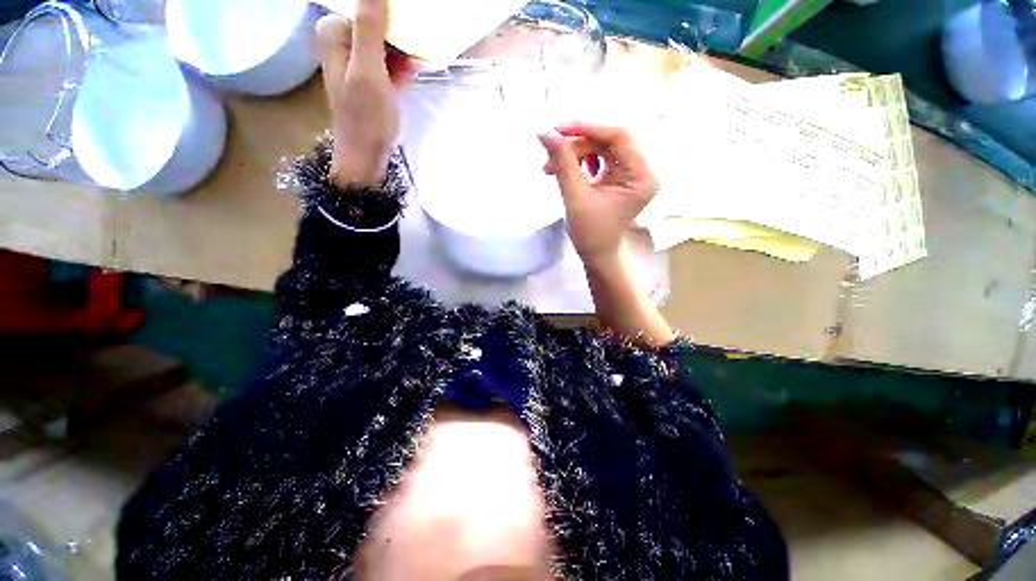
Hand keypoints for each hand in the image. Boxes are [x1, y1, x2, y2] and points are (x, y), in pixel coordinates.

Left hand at [316, 0, 416, 187]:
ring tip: (416, 65)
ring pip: (385, 40)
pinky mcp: (368, 76)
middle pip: (376, 22)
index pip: (367, 7)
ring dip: (403, 51)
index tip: (410, 34)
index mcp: (334, 32)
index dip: (392, 19)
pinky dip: (401, 64)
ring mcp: (355, 59)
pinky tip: (411, 72)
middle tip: (415, 52)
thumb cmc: (367, 118)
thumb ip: (369, 30)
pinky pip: (387, 58)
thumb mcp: (369, 73)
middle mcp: (341, 40)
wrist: (366, 155)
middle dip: (399, 36)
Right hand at [538, 122, 658, 264]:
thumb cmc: (590, 233)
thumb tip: (544, 132)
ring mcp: (631, 172)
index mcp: (642, 175)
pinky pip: (599, 158)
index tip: (558, 128)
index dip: (588, 127)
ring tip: (551, 167)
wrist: (596, 254)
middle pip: (608, 140)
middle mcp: (642, 169)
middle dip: (577, 144)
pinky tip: (564, 170)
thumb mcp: (575, 196)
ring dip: (574, 153)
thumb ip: (562, 162)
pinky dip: (579, 161)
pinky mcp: (619, 176)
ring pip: (600, 147)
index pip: (620, 136)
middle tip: (550, 153)